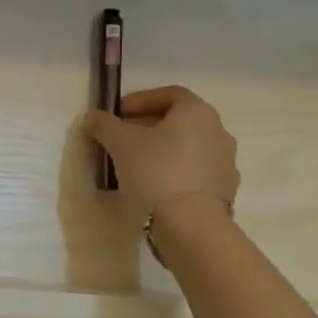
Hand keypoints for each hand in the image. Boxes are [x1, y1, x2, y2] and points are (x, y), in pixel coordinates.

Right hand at [82, 85, 238, 224]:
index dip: (141, 100)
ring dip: (164, 149)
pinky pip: (196, 171)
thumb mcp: (119, 142)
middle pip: (180, 120)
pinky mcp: (225, 189)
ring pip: (188, 146)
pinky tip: (156, 186)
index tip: (118, 114)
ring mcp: (226, 162)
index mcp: (197, 112)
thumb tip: (91, 117)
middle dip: (149, 125)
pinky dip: (176, 171)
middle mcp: (218, 131)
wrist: (191, 224)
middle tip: (123, 138)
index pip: (170, 94)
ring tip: (137, 164)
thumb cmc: (155, 171)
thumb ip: (103, 124)